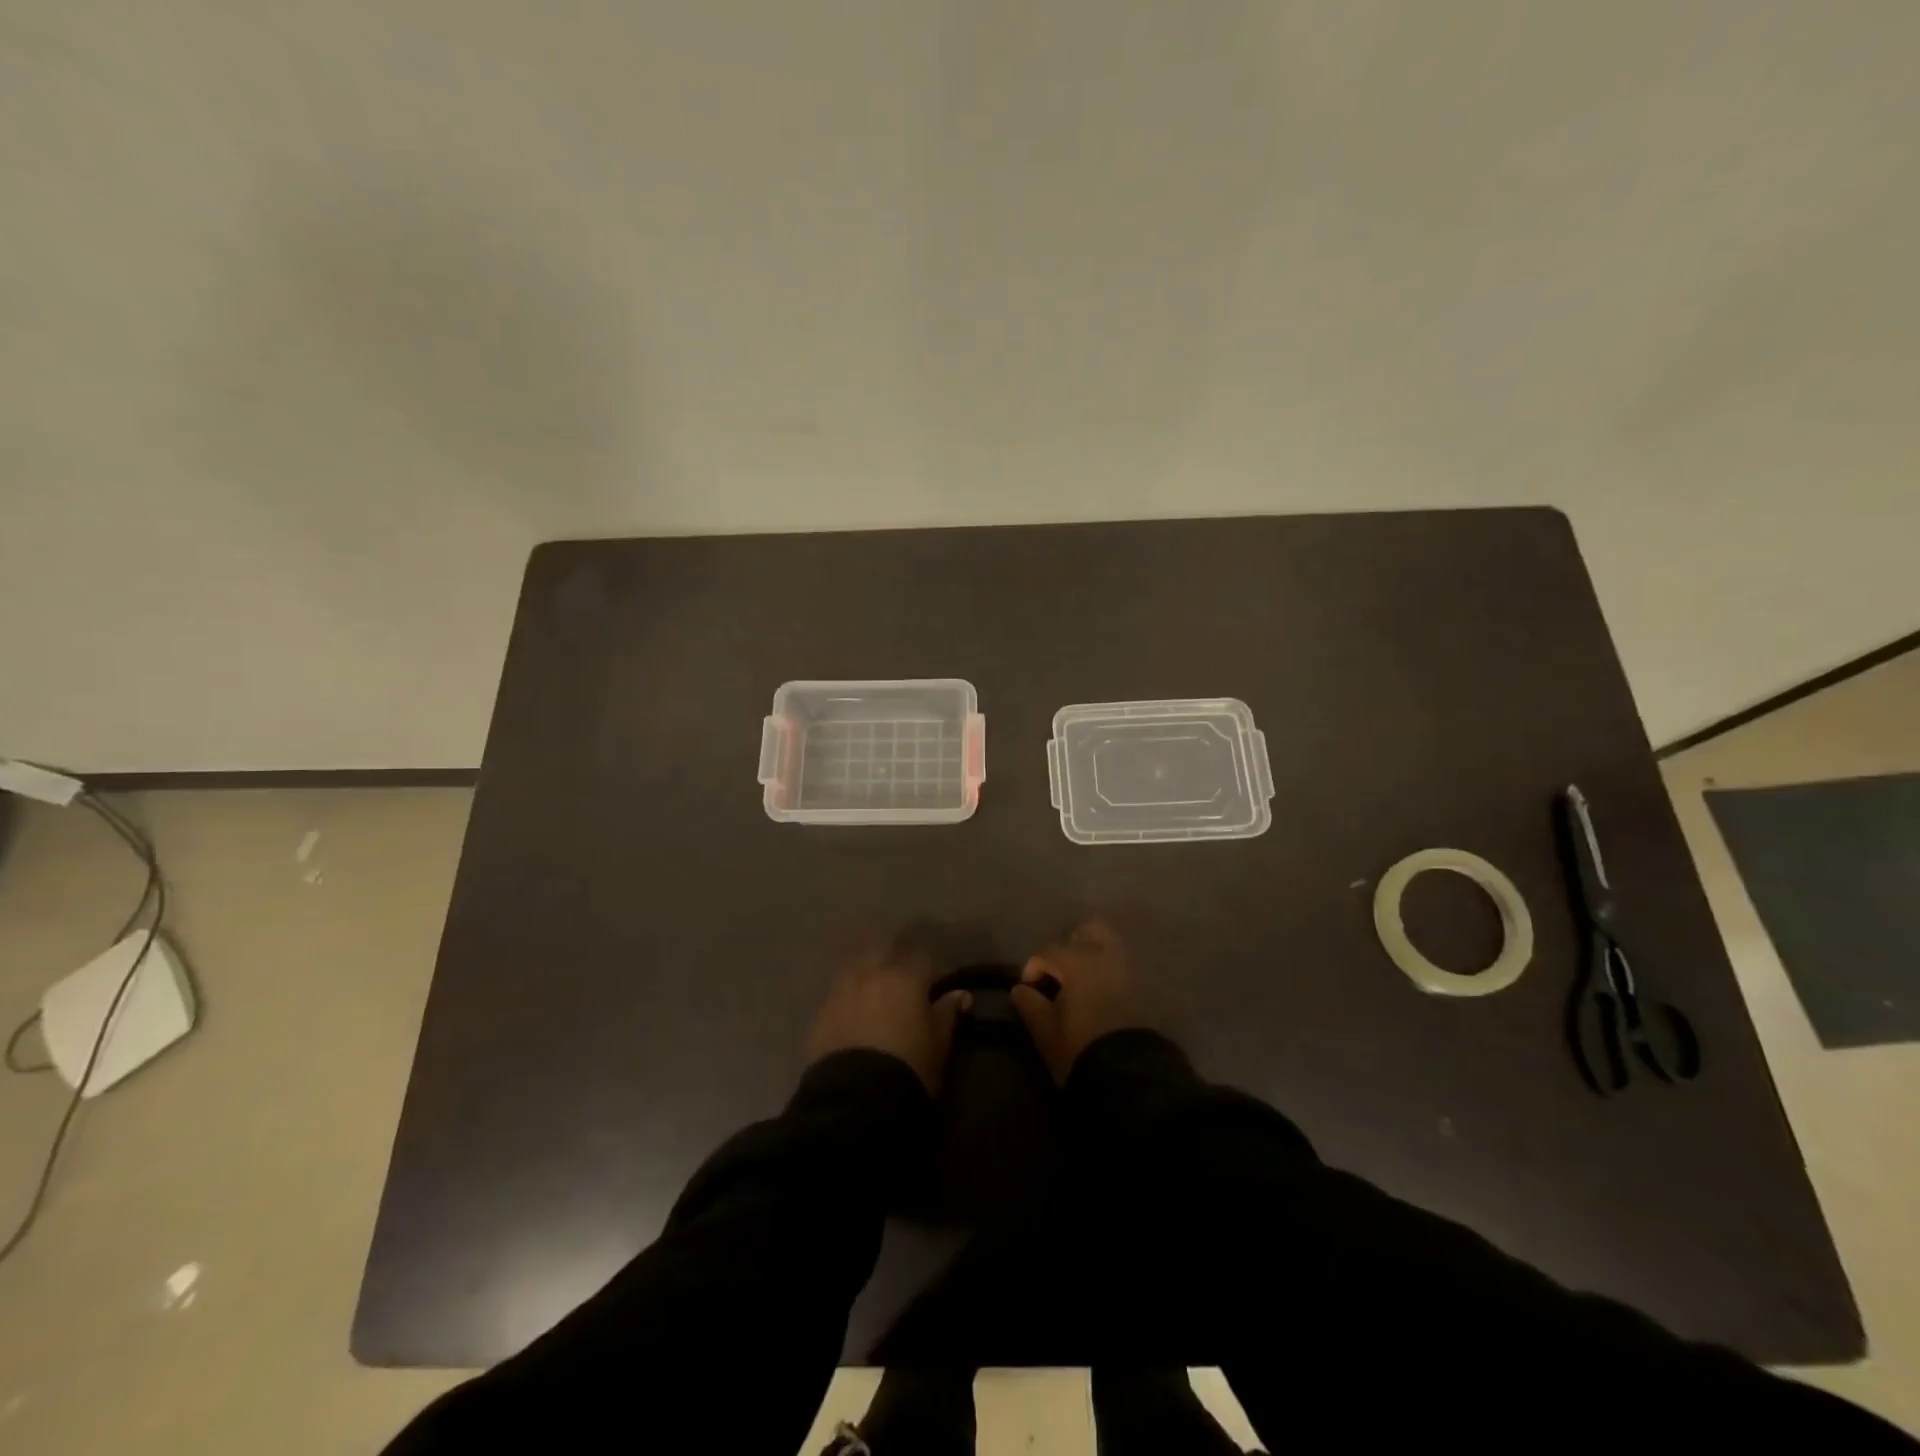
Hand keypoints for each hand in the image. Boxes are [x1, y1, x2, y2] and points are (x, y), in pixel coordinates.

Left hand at [805, 937, 969, 1093]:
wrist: (854, 1101)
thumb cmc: (909, 1068)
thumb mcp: (938, 1045)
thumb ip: (947, 1014)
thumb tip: (961, 994)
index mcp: (905, 977)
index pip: (922, 956)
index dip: (931, 966)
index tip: (937, 980)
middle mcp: (871, 974)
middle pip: (883, 948)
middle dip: (895, 954)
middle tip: (904, 974)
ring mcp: (841, 991)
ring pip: (856, 966)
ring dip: (868, 971)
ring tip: (876, 989)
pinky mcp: (820, 1013)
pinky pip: (837, 993)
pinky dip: (848, 996)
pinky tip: (853, 1011)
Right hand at [1010, 918, 1146, 1083]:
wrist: (1128, 1076)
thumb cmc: (1079, 1049)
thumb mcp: (1045, 1030)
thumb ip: (1029, 1004)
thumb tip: (1021, 989)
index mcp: (1078, 962)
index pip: (1048, 952)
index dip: (1033, 968)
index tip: (1028, 990)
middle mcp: (1104, 957)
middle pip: (1089, 929)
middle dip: (1070, 944)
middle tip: (1058, 971)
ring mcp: (1126, 971)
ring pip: (1109, 945)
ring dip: (1091, 955)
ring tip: (1077, 981)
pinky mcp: (1140, 989)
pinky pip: (1120, 966)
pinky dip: (1106, 971)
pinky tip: (1095, 992)